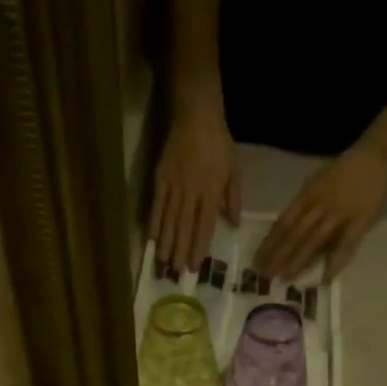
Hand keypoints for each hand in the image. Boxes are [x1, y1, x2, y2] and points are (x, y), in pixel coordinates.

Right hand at [150, 98, 239, 273]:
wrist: (195, 113)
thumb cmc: (218, 142)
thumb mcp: (233, 169)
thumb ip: (233, 198)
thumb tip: (233, 224)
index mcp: (211, 190)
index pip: (205, 225)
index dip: (200, 246)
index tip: (195, 265)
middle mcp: (191, 191)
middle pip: (185, 227)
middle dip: (181, 250)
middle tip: (177, 272)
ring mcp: (174, 184)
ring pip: (170, 219)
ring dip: (167, 242)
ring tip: (164, 262)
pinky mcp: (160, 177)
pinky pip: (157, 204)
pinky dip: (154, 222)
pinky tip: (152, 238)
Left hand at [253, 138, 386, 282]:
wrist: (376, 156)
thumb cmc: (342, 171)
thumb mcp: (316, 183)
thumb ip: (302, 207)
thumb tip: (284, 231)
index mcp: (307, 195)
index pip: (283, 223)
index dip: (269, 243)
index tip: (257, 261)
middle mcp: (320, 205)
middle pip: (294, 234)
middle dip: (278, 256)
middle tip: (265, 275)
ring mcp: (340, 214)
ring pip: (314, 241)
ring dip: (298, 261)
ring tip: (285, 278)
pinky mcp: (359, 221)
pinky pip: (346, 244)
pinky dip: (336, 261)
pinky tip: (326, 278)